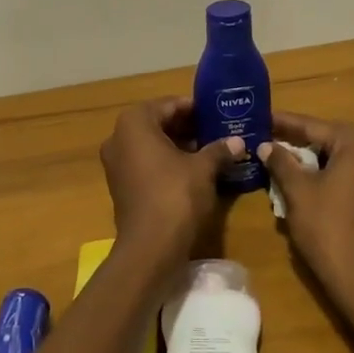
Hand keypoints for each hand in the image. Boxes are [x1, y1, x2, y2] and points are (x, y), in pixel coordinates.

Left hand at [99, 98, 241, 259]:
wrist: (150, 247)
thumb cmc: (176, 195)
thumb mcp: (203, 169)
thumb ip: (219, 150)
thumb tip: (237, 142)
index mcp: (134, 123)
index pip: (168, 105)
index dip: (194, 108)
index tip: (216, 113)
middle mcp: (118, 138)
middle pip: (157, 123)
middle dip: (186, 127)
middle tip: (215, 130)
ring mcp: (116, 164)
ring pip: (151, 145)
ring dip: (178, 145)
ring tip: (209, 150)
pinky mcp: (120, 186)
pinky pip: (145, 164)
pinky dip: (166, 163)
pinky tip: (193, 171)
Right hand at [257, 114, 353, 349]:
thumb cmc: (327, 227)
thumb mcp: (297, 191)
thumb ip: (281, 162)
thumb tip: (267, 145)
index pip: (313, 127)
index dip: (284, 123)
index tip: (261, 118)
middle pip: (329, 141)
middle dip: (298, 141)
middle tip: (268, 138)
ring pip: (339, 160)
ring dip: (312, 161)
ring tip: (282, 160)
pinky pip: (349, 178)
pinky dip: (328, 177)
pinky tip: (305, 183)